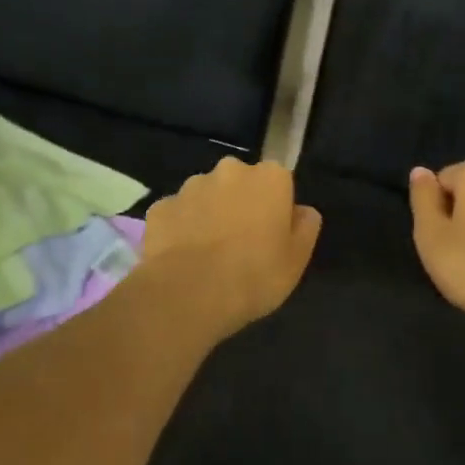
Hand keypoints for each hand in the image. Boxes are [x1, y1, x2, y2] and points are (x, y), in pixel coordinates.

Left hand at [140, 157, 321, 335]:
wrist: (188, 294)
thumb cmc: (254, 275)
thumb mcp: (297, 260)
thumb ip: (305, 228)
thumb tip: (303, 211)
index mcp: (269, 178)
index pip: (279, 180)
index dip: (276, 206)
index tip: (272, 233)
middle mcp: (230, 171)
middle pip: (240, 182)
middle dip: (240, 203)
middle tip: (241, 243)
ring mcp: (190, 187)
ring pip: (206, 195)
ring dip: (209, 214)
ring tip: (208, 254)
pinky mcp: (160, 207)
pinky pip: (177, 214)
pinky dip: (180, 229)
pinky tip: (182, 258)